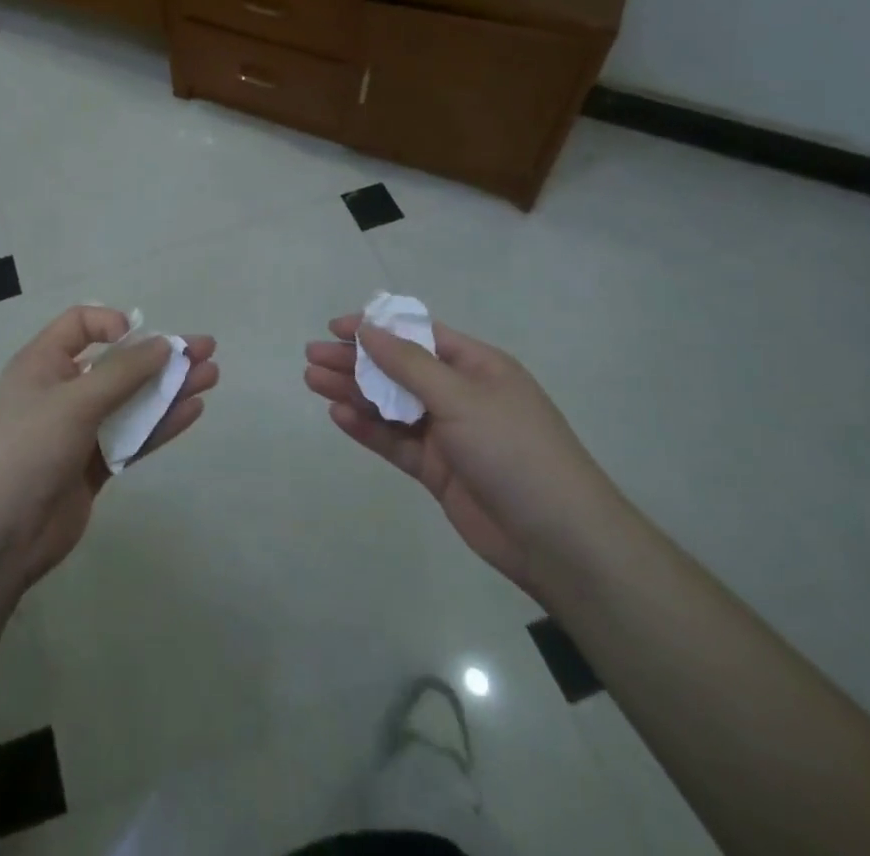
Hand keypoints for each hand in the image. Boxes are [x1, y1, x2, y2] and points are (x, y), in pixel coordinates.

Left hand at [0, 307, 217, 595]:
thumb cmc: (25, 450)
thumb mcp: (72, 402)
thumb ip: (122, 373)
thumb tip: (164, 343)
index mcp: (43, 364)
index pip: (80, 326)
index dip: (113, 324)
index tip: (143, 339)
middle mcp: (61, 391)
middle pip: (117, 364)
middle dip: (159, 356)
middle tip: (205, 351)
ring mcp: (78, 431)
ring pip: (130, 401)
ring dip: (168, 389)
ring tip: (211, 377)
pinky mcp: (92, 467)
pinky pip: (131, 437)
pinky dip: (159, 424)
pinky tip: (192, 411)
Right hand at [304, 315, 622, 595]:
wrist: (558, 541)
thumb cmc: (514, 450)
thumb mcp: (461, 396)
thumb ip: (408, 363)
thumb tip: (368, 328)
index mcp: (477, 366)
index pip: (418, 336)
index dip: (376, 329)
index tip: (336, 328)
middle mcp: (460, 394)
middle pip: (398, 369)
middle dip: (355, 362)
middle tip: (311, 357)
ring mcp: (448, 434)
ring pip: (391, 405)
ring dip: (353, 392)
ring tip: (312, 382)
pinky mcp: (437, 470)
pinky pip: (395, 441)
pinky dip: (367, 428)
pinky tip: (339, 417)